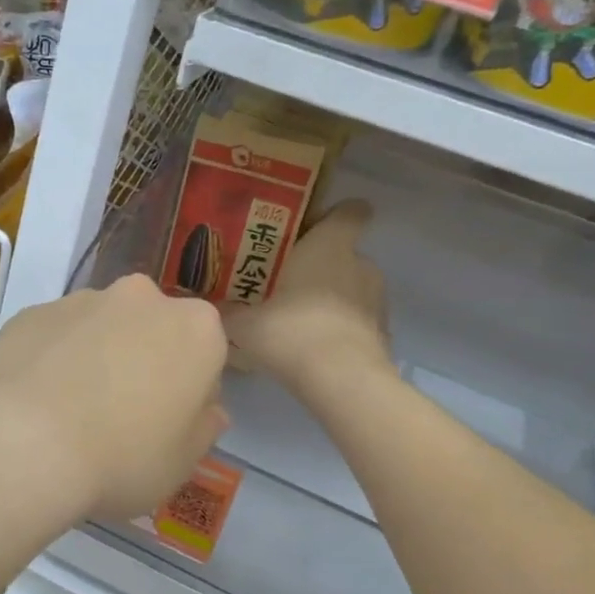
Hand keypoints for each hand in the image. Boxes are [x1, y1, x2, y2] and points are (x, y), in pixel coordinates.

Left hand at [0, 275, 227, 520]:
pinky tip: (36, 401)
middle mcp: (144, 299)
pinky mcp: (35, 310)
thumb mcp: (181, 464)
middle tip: (121, 415)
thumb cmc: (121, 457)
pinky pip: (57, 335)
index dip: (189, 393)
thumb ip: (203, 430)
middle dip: (145, 362)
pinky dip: (54, 357)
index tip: (168, 426)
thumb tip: (207, 411)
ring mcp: (84, 299)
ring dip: (98, 356)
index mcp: (195, 330)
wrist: (22, 441)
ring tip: (71, 411)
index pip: (206, 356)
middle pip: (154, 331)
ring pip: (103, 328)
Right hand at [224, 200, 391, 397]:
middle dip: (320, 267)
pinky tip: (317, 349)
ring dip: (332, 299)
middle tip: (287, 285)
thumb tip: (210, 305)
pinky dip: (342, 329)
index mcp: (329, 246)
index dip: (337, 215)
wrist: (341, 381)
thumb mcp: (244, 323)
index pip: (351, 212)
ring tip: (301, 322)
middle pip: (344, 254)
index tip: (316, 228)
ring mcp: (377, 299)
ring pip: (353, 288)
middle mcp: (360, 264)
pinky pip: (358, 321)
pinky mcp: (383, 332)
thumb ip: (228, 311)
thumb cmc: (292, 332)